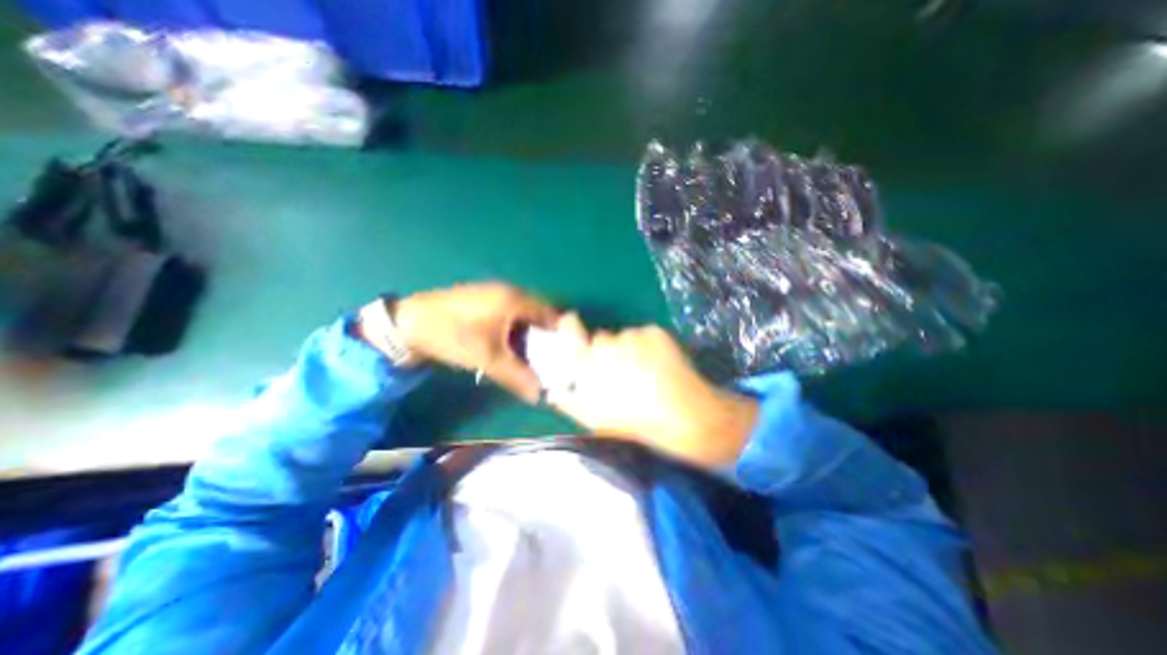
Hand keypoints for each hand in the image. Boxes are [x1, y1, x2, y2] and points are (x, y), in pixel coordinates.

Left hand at [390, 281, 558, 401]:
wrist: (409, 322)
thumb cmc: (453, 336)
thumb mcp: (487, 358)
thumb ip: (517, 376)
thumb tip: (539, 395)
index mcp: (515, 299)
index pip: (550, 313)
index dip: (560, 333)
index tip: (563, 354)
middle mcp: (509, 290)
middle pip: (539, 311)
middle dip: (545, 333)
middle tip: (547, 356)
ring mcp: (494, 291)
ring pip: (524, 311)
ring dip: (529, 330)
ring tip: (530, 353)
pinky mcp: (483, 297)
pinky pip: (510, 310)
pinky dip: (515, 326)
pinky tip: (509, 342)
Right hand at [552, 318, 761, 467]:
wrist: (685, 418)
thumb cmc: (635, 424)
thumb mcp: (595, 420)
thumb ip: (570, 401)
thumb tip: (556, 391)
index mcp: (586, 363)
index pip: (569, 327)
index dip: (570, 326)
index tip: (573, 325)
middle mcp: (606, 343)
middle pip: (601, 339)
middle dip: (608, 352)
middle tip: (623, 373)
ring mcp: (633, 335)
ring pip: (626, 338)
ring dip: (631, 350)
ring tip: (646, 375)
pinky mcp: (655, 332)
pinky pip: (646, 336)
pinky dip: (650, 347)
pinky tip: (660, 368)